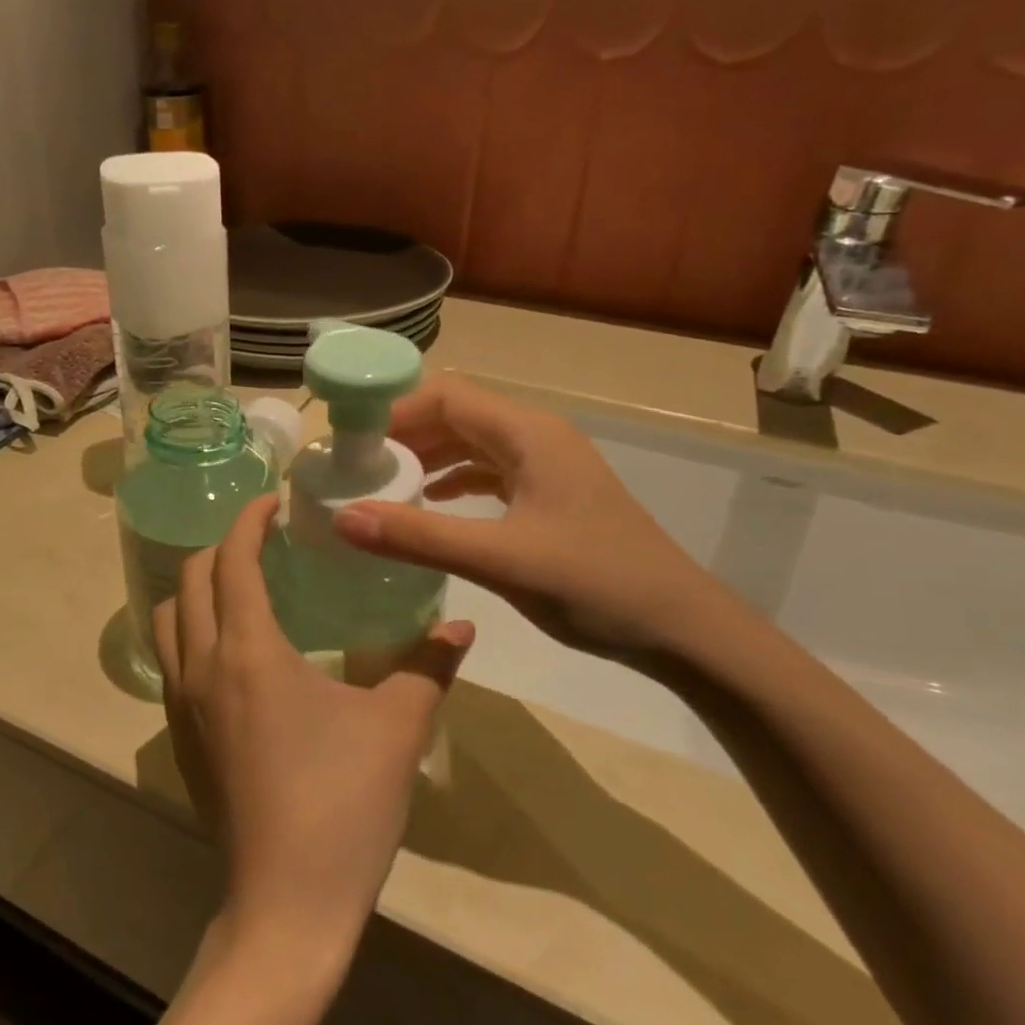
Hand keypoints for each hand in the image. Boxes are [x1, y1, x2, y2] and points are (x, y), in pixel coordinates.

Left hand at [153, 495, 475, 961]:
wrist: (286, 906)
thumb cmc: (342, 805)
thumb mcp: (397, 729)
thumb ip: (428, 667)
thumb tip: (464, 629)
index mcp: (248, 650)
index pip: (232, 559)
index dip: (249, 520)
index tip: (273, 502)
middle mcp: (203, 665)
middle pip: (191, 578)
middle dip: (222, 546)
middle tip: (264, 540)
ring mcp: (182, 704)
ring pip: (169, 617)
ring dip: (197, 587)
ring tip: (241, 585)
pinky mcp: (180, 737)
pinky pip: (172, 658)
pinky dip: (191, 628)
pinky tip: (233, 649)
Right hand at [332, 374, 745, 664]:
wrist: (683, 628)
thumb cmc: (594, 584)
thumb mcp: (500, 560)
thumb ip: (419, 537)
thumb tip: (342, 518)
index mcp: (527, 433)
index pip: (445, 395)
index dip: (394, 410)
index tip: (351, 440)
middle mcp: (536, 436)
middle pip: (456, 414)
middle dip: (405, 433)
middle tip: (357, 465)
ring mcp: (547, 465)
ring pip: (472, 443)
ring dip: (428, 456)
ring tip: (383, 482)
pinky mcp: (551, 494)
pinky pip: (490, 471)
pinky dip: (454, 479)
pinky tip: (431, 502)